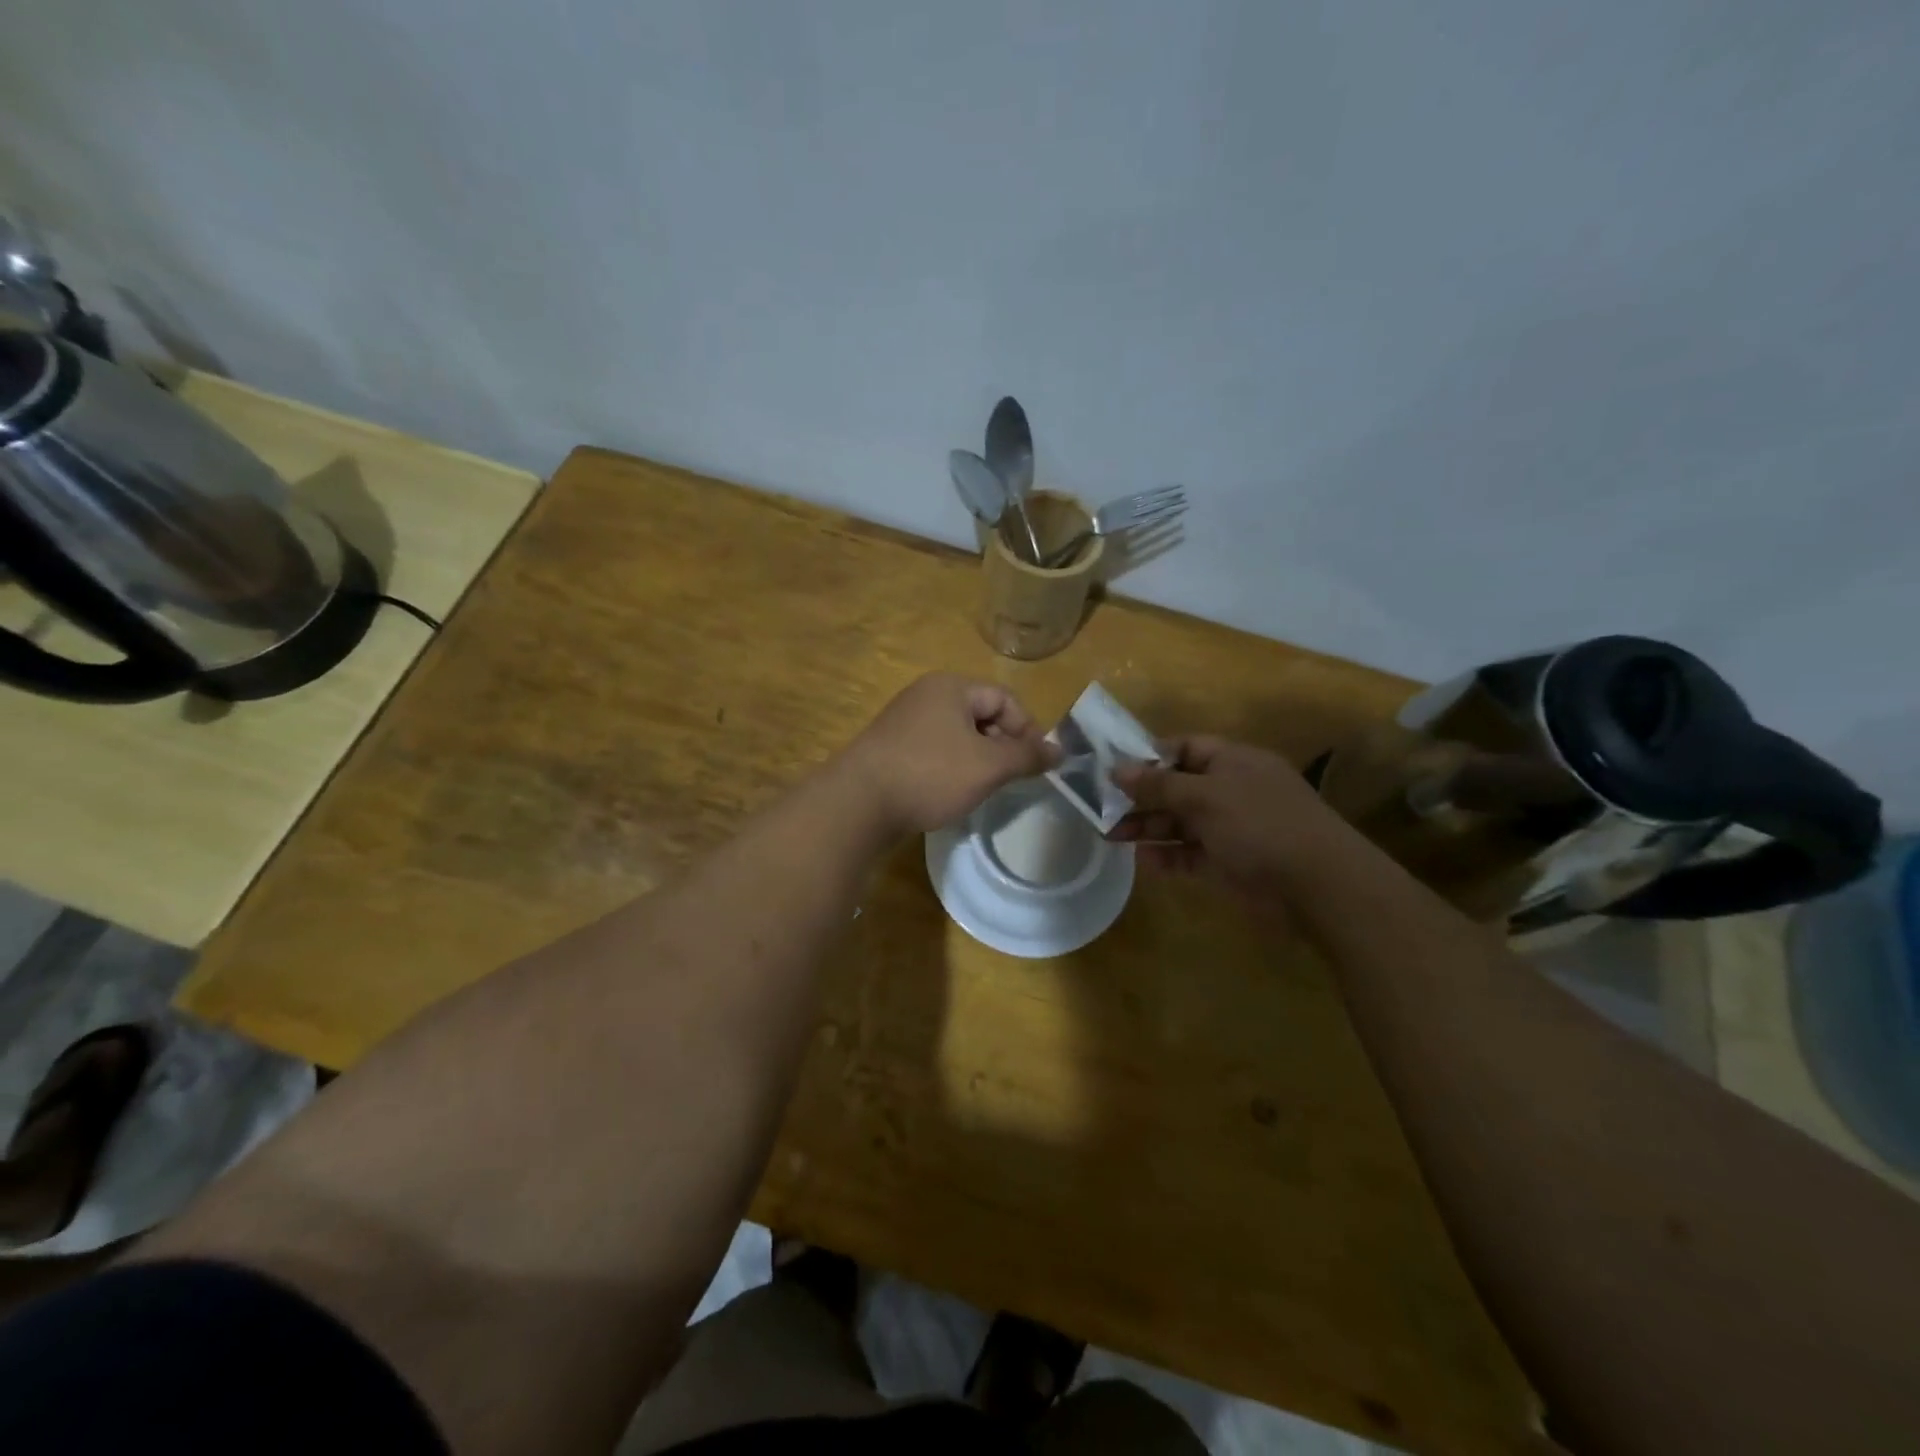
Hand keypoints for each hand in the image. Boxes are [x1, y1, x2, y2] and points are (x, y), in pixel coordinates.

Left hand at [839, 674, 1058, 836]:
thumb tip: (1060, 751)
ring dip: (978, 759)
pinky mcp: (891, 748)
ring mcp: (905, 721)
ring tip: (984, 788)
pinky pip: (935, 751)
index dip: (1027, 729)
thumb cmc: (930, 774)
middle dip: (1003, 745)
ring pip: (958, 735)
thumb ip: (1027, 756)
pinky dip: (952, 768)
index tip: (1036, 765)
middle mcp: (926, 695)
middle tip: (1011, 779)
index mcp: (951, 687)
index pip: (1005, 699)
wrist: (858, 803)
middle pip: (981, 714)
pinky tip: (952, 792)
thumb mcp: (988, 766)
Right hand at [1110, 736, 1336, 900]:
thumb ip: (1158, 784)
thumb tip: (1117, 768)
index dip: (1148, 756)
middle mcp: (1231, 790)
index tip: (1112, 769)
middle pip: (1177, 787)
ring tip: (1110, 836)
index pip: (1184, 748)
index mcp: (1232, 761)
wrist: (1317, 885)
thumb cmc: (1259, 824)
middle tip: (1101, 808)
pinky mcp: (1230, 862)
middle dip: (1141, 797)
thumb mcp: (1204, 797)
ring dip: (1147, 828)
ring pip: (1181, 822)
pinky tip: (1142, 861)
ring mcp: (1232, 828)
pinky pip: (1191, 854)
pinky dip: (1168, 856)